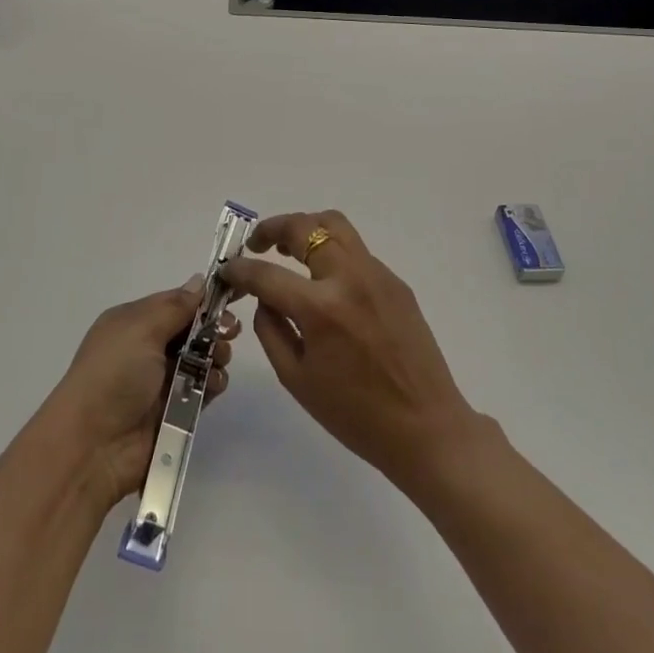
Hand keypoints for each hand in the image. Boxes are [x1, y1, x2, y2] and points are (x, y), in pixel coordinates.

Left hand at [45, 279, 236, 513]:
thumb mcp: (140, 329)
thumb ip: (175, 306)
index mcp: (133, 322)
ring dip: (216, 355)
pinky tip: (214, 384)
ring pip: (203, 358)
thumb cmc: (114, 375)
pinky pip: (204, 388)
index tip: (233, 295)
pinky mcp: (176, 410)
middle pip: (192, 329)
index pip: (175, 302)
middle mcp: (147, 348)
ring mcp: (162, 380)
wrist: (93, 447)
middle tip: (230, 331)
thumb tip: (198, 281)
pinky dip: (213, 383)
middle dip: (214, 327)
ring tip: (219, 360)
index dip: (202, 299)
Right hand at [222, 211, 479, 490]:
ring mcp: (377, 275)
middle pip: (305, 227)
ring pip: (335, 225)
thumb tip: (264, 297)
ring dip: (305, 229)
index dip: (240, 269)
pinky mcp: (396, 282)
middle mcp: (350, 279)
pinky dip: (331, 253)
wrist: (425, 427)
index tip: (227, 269)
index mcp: (322, 309)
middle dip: (273, 229)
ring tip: (288, 250)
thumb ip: (271, 329)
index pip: (267, 274)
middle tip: (257, 244)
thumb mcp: (296, 379)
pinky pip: (356, 252)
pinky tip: (325, 283)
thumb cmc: (355, 415)